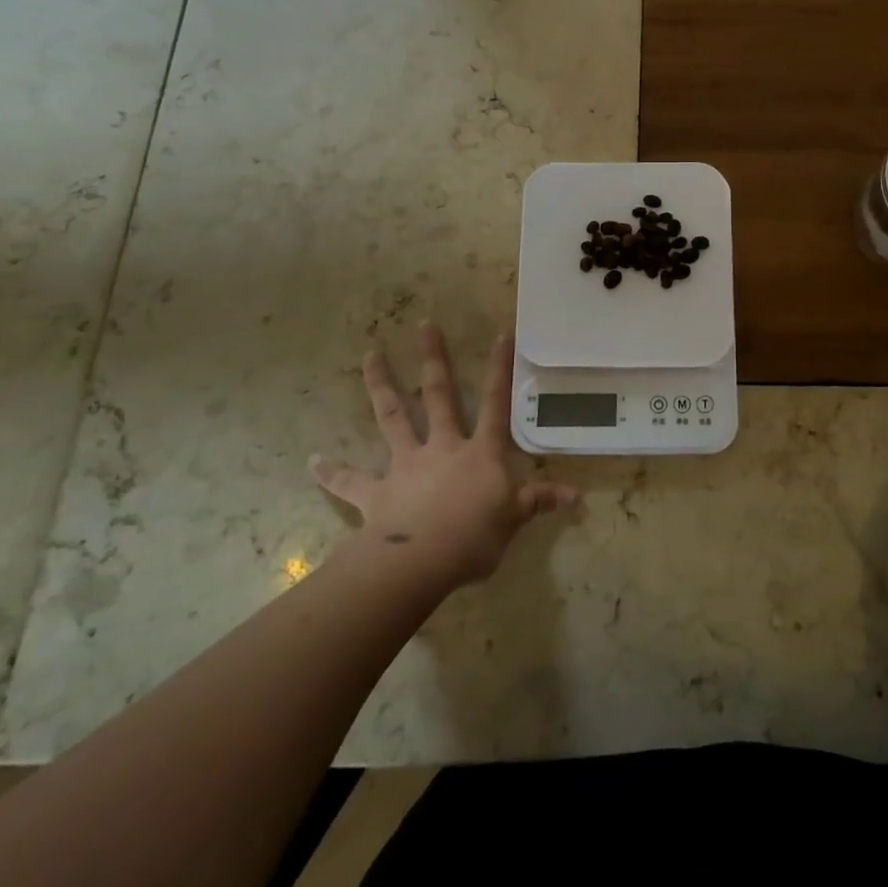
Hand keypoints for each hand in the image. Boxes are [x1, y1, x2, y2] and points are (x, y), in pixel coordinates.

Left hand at [310, 324, 576, 591]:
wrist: (421, 561)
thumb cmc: (474, 538)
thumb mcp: (513, 521)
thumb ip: (538, 503)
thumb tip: (575, 497)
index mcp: (479, 453)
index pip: (495, 404)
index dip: (499, 370)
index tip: (500, 335)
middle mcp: (442, 447)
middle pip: (437, 395)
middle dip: (434, 359)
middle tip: (424, 325)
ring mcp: (406, 465)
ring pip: (392, 417)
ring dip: (381, 384)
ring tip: (369, 354)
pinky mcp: (377, 492)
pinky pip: (350, 481)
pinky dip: (331, 472)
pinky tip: (311, 461)